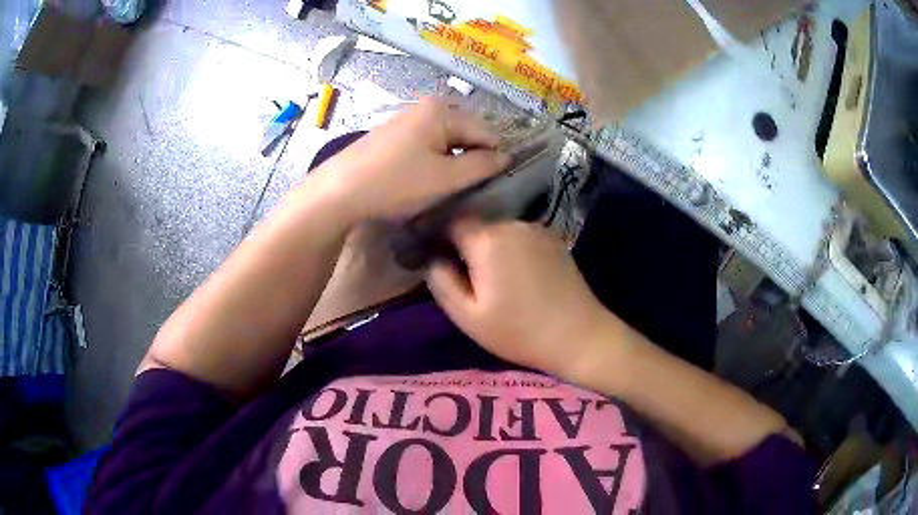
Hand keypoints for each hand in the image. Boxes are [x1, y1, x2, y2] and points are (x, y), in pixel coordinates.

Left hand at [313, 98, 509, 223]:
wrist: (338, 192)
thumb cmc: (396, 183)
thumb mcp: (446, 178)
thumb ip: (482, 166)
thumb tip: (506, 157)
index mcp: (443, 110)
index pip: (487, 133)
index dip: (493, 159)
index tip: (490, 185)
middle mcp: (426, 106)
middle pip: (466, 132)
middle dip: (471, 158)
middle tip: (466, 188)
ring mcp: (406, 118)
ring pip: (445, 139)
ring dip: (451, 161)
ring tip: (444, 187)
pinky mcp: (392, 133)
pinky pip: (425, 143)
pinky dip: (432, 160)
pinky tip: (422, 179)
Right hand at [426, 219, 618, 378]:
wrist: (579, 336)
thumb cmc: (519, 331)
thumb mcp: (467, 316)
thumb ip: (441, 281)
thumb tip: (432, 258)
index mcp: (487, 239)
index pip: (452, 221)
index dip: (441, 239)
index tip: (441, 261)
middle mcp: (512, 223)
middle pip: (477, 224)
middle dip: (467, 245)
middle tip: (468, 278)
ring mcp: (537, 229)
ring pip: (499, 229)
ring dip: (491, 247)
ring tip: (495, 279)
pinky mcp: (554, 239)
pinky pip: (520, 236)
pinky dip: (512, 249)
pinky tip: (520, 276)